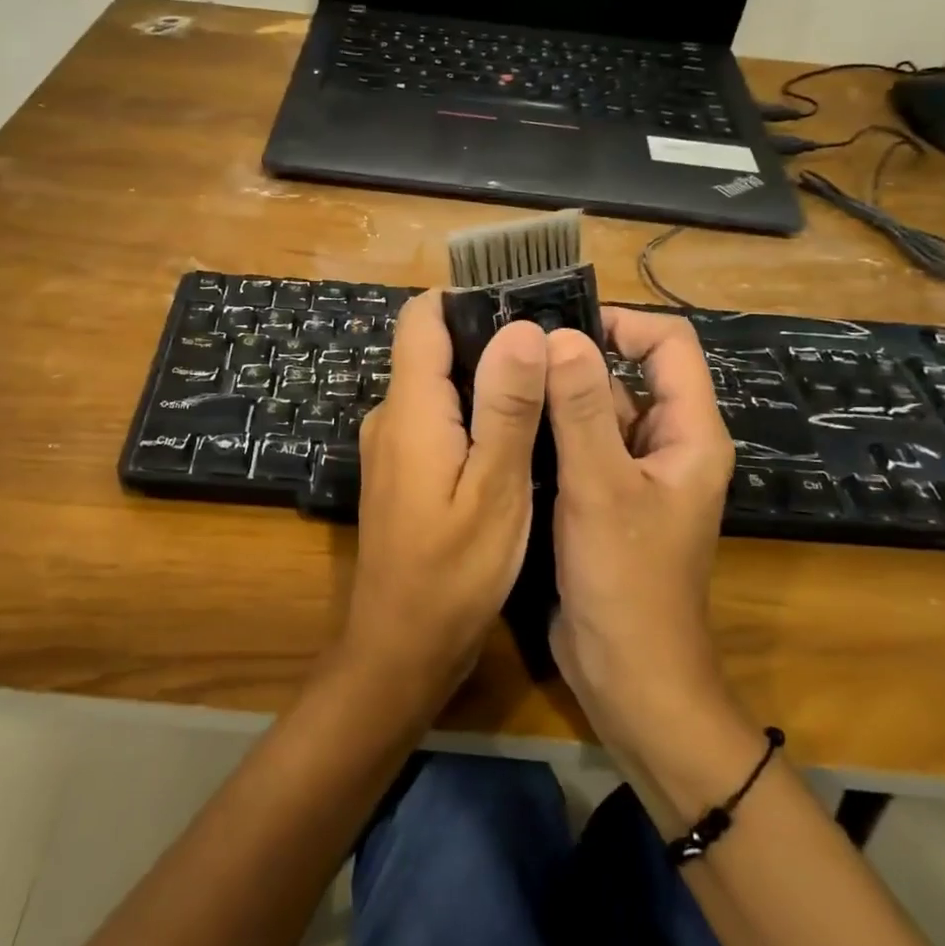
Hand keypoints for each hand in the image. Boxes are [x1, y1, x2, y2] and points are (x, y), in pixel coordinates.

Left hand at [339, 291, 547, 704]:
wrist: (400, 646)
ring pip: (438, 386)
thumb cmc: (453, 574)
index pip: (422, 318)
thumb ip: (507, 407)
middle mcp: (390, 416)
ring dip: (486, 382)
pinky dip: (473, 416)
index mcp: (410, 409)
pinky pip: (435, 421)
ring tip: (546, 394)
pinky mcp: (400, 471)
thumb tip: (521, 328)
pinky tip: (516, 438)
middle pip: (433, 349)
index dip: (467, 299)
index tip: (524, 304)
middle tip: (554, 356)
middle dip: (489, 341)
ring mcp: (391, 445)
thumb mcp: (496, 489)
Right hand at [545, 308, 737, 768]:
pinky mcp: (604, 500)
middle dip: (575, 361)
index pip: (669, 346)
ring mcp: (634, 474)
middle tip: (511, 353)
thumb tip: (562, 336)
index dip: (621, 324)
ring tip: (499, 381)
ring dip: (557, 397)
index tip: (558, 326)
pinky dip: (549, 433)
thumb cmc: (626, 581)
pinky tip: (504, 427)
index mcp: (689, 434)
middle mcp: (667, 445)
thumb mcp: (601, 488)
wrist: (629, 675)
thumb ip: (583, 410)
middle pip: (628, 377)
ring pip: (596, 413)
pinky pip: (579, 448)